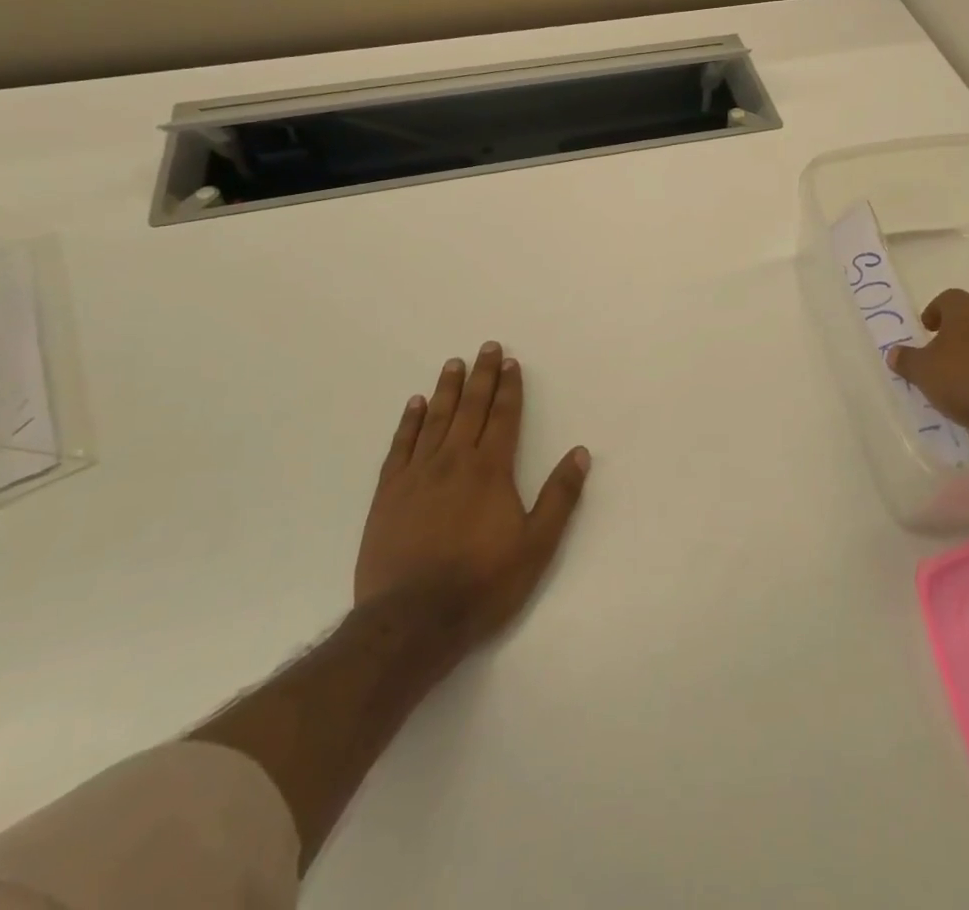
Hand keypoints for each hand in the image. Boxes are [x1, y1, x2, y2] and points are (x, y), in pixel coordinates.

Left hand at [355, 342, 590, 653]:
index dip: (509, 388)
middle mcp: (454, 460)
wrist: (412, 621)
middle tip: (486, 347)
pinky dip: (409, 422)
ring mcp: (417, 474)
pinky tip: (415, 404)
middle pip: (470, 408)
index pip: (503, 417)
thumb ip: (560, 497)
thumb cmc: (482, 583)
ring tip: (453, 363)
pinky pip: (400, 446)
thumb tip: (580, 452)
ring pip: (435, 419)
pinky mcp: (388, 493)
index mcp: (491, 470)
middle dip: (481, 376)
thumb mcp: (536, 546)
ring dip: (447, 389)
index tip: (511, 362)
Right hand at [887, 289, 968, 467]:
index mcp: (965, 311)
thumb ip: (907, 362)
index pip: (947, 299)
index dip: (933, 312)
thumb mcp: (925, 371)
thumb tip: (894, 353)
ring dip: (966, 378)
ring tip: (948, 402)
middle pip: (965, 331)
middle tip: (929, 370)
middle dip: (947, 351)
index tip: (924, 331)